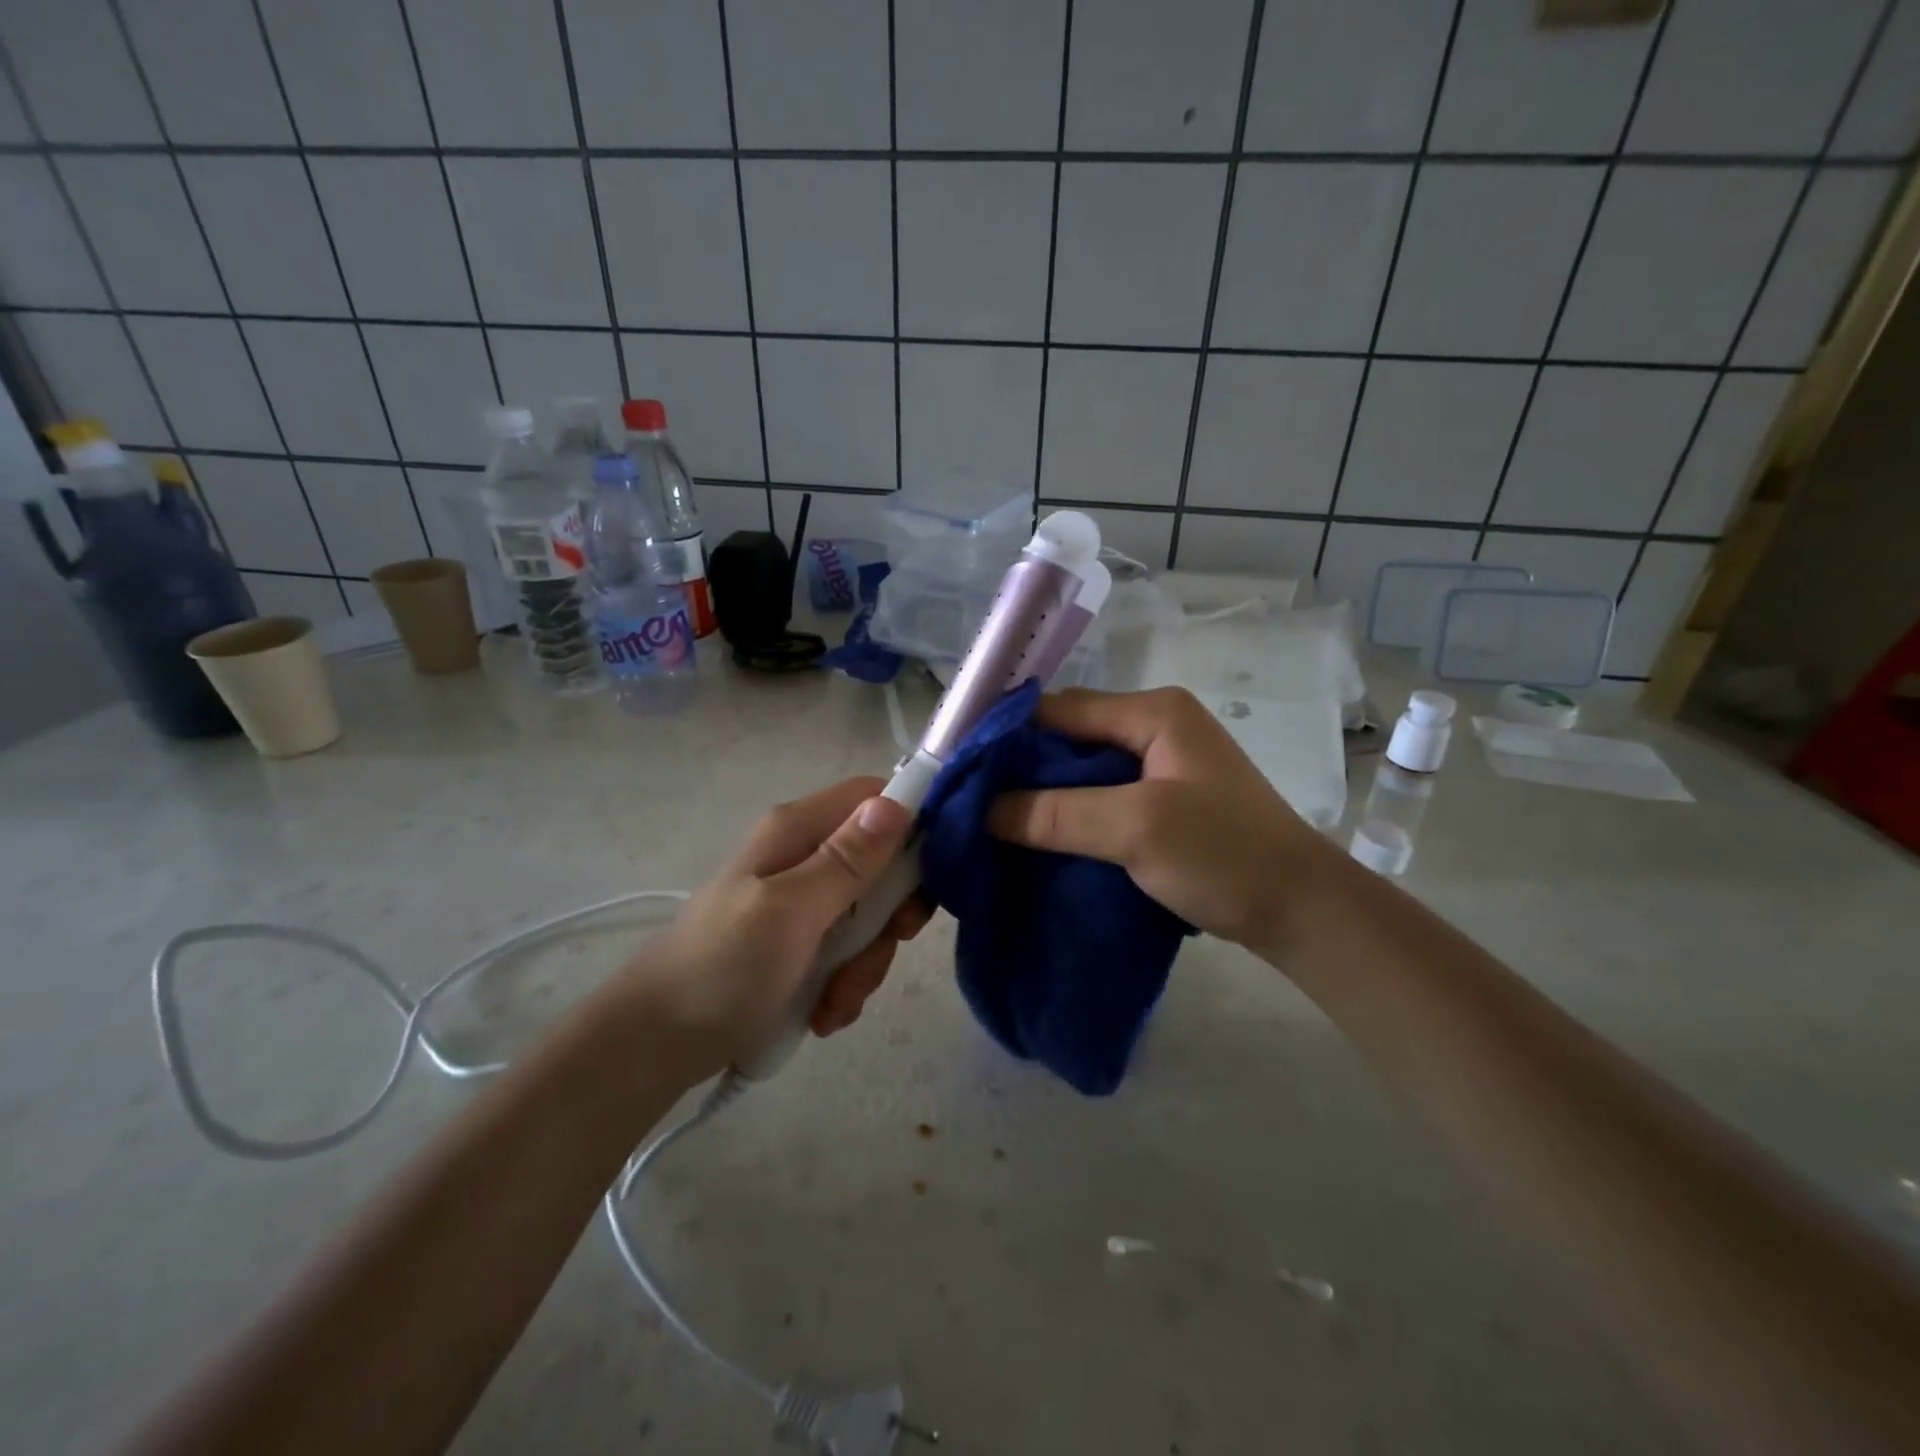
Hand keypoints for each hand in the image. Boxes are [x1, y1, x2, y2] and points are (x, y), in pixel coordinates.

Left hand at [623, 778, 929, 1079]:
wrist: (657, 1044)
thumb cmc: (722, 968)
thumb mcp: (791, 911)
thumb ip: (847, 860)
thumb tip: (896, 801)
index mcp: (799, 830)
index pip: (876, 798)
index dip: (912, 827)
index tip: (924, 882)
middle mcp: (805, 856)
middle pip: (882, 865)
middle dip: (888, 918)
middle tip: (874, 954)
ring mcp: (803, 902)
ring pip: (870, 916)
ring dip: (864, 964)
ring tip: (833, 1001)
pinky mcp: (800, 943)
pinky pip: (848, 952)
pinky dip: (844, 984)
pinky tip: (823, 1013)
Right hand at [987, 687, 1328, 951]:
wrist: (1303, 912)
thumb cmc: (1224, 855)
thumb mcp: (1135, 828)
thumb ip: (1055, 814)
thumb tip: (982, 809)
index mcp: (1153, 712)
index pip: (1059, 710)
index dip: (1007, 736)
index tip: (961, 771)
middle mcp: (1155, 726)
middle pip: (1068, 738)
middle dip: (1021, 768)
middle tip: (971, 802)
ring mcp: (1162, 764)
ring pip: (1081, 771)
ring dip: (1043, 795)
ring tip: (993, 823)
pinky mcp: (1164, 800)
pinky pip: (1101, 797)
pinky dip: (1069, 815)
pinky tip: (1039, 838)